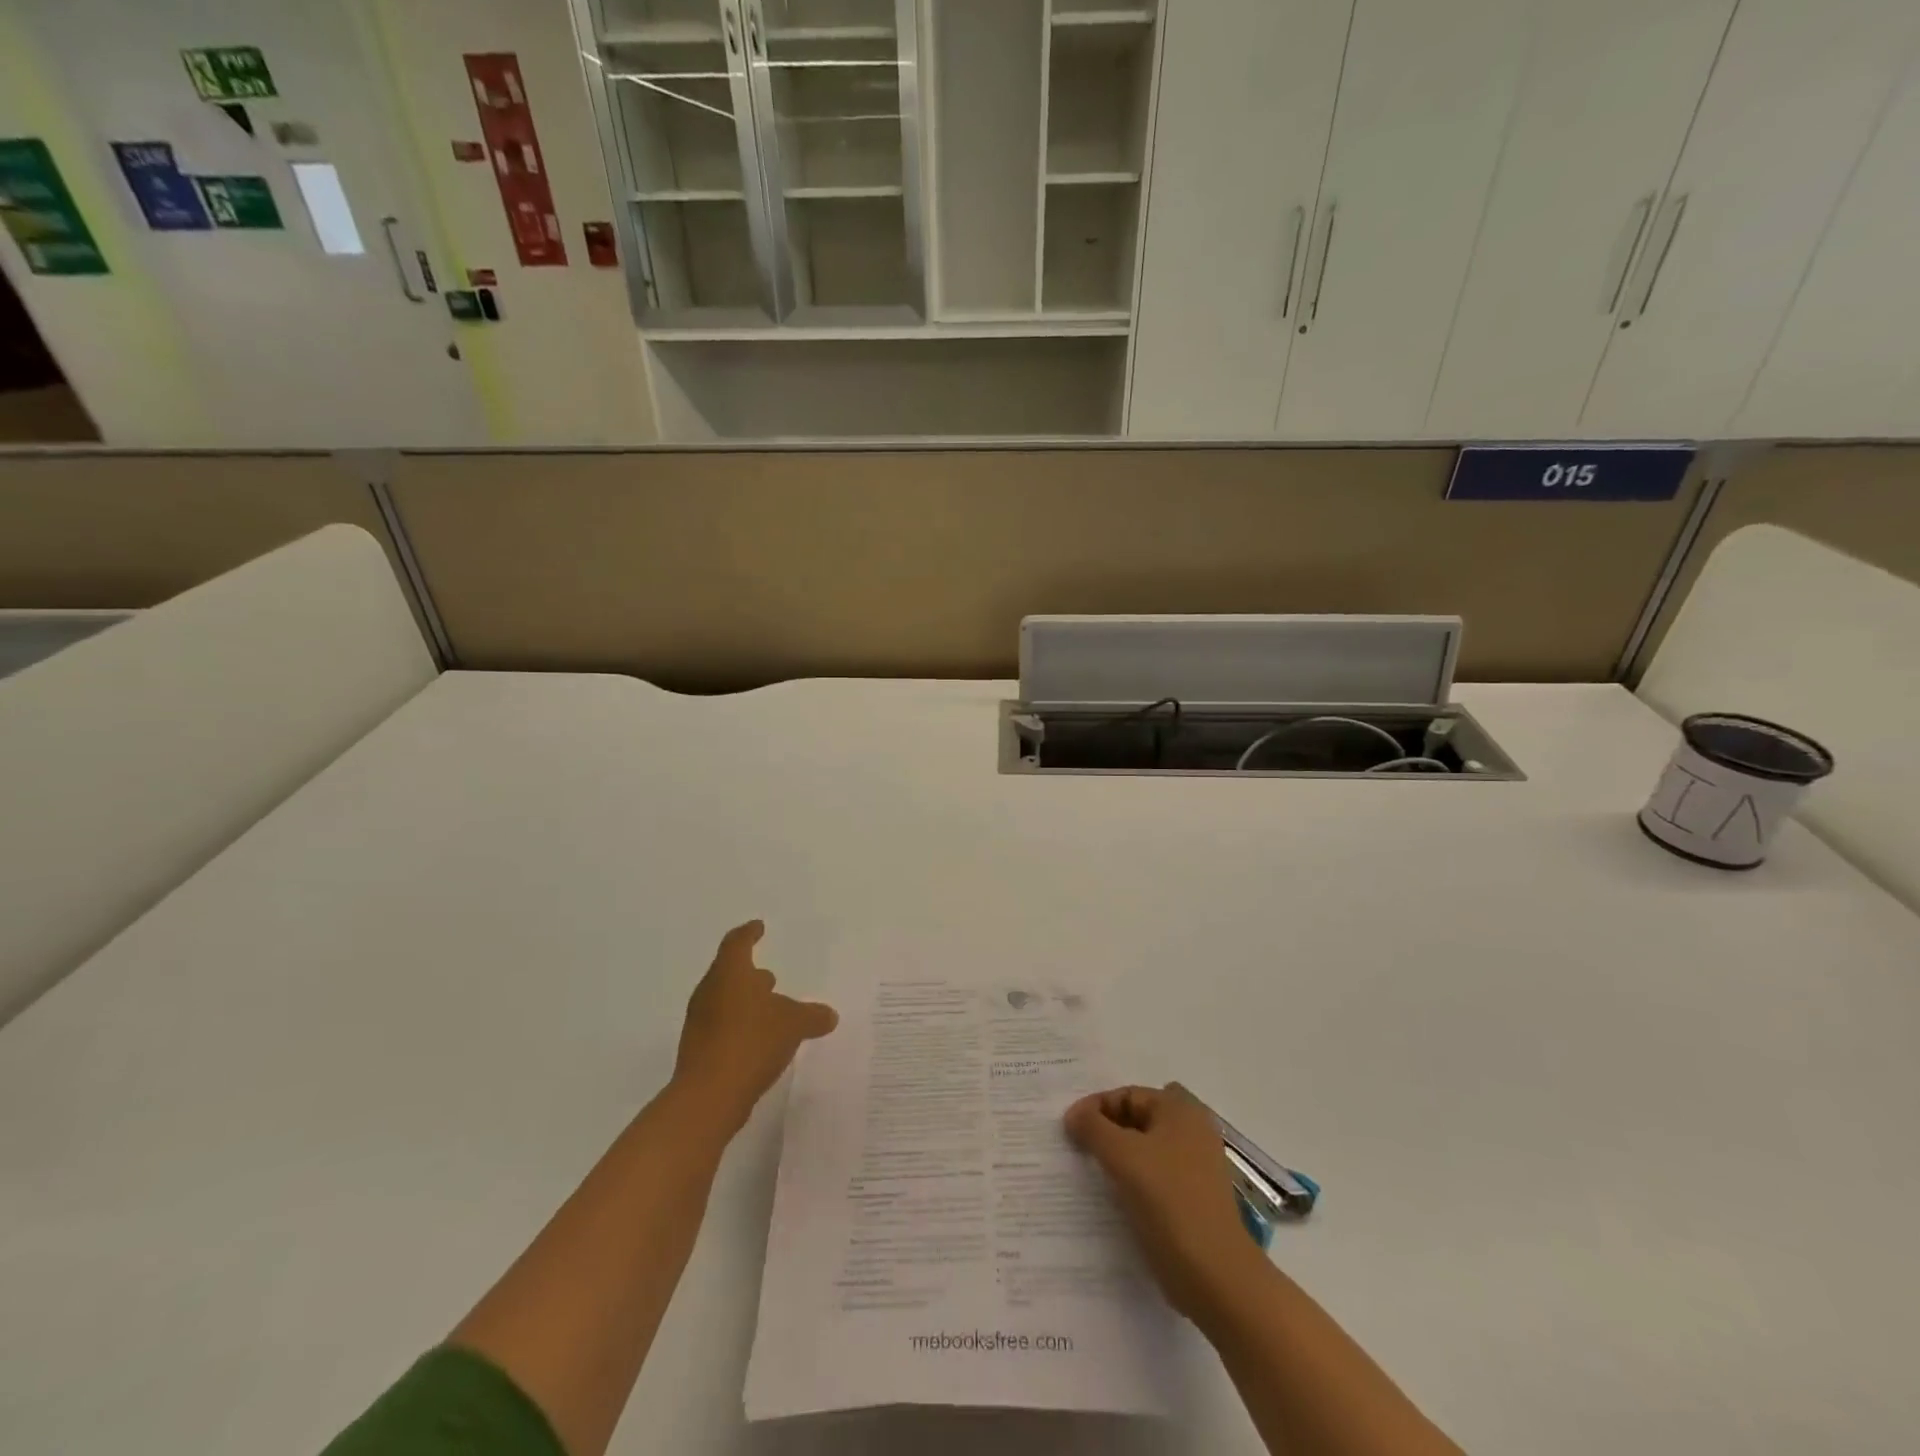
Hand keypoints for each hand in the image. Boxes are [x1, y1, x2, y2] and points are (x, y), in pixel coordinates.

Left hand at [673, 921, 837, 1135]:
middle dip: (750, 974)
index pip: (737, 943)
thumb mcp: (793, 1025)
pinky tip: (761, 1041)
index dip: (749, 933)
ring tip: (772, 1010)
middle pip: (729, 973)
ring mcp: (700, 1023)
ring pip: (725, 1001)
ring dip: (747, 1003)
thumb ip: (812, 1015)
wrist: (708, 1098)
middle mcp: (710, 992)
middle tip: (770, 976)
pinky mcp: (699, 1050)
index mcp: (730, 974)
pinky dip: (742, 1027)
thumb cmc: (751, 1042)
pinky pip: (723, 1028)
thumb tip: (829, 1014)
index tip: (759, 927)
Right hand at [1065, 1082, 1262, 1320]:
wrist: (1215, 1273)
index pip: (1127, 1094)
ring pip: (1148, 1147)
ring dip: (1120, 1154)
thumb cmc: (1168, 1201)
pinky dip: (1135, 1177)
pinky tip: (1116, 1195)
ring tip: (1093, 1172)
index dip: (1095, 1107)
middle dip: (1108, 1128)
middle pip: (1139, 1118)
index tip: (1069, 1130)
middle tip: (1080, 1146)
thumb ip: (1093, 1127)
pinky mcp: (1195, 1196)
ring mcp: (1197, 1165)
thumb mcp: (1122, 1155)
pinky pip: (1157, 1174)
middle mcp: (1193, 1130)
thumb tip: (1074, 1114)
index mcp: (1180, 1110)